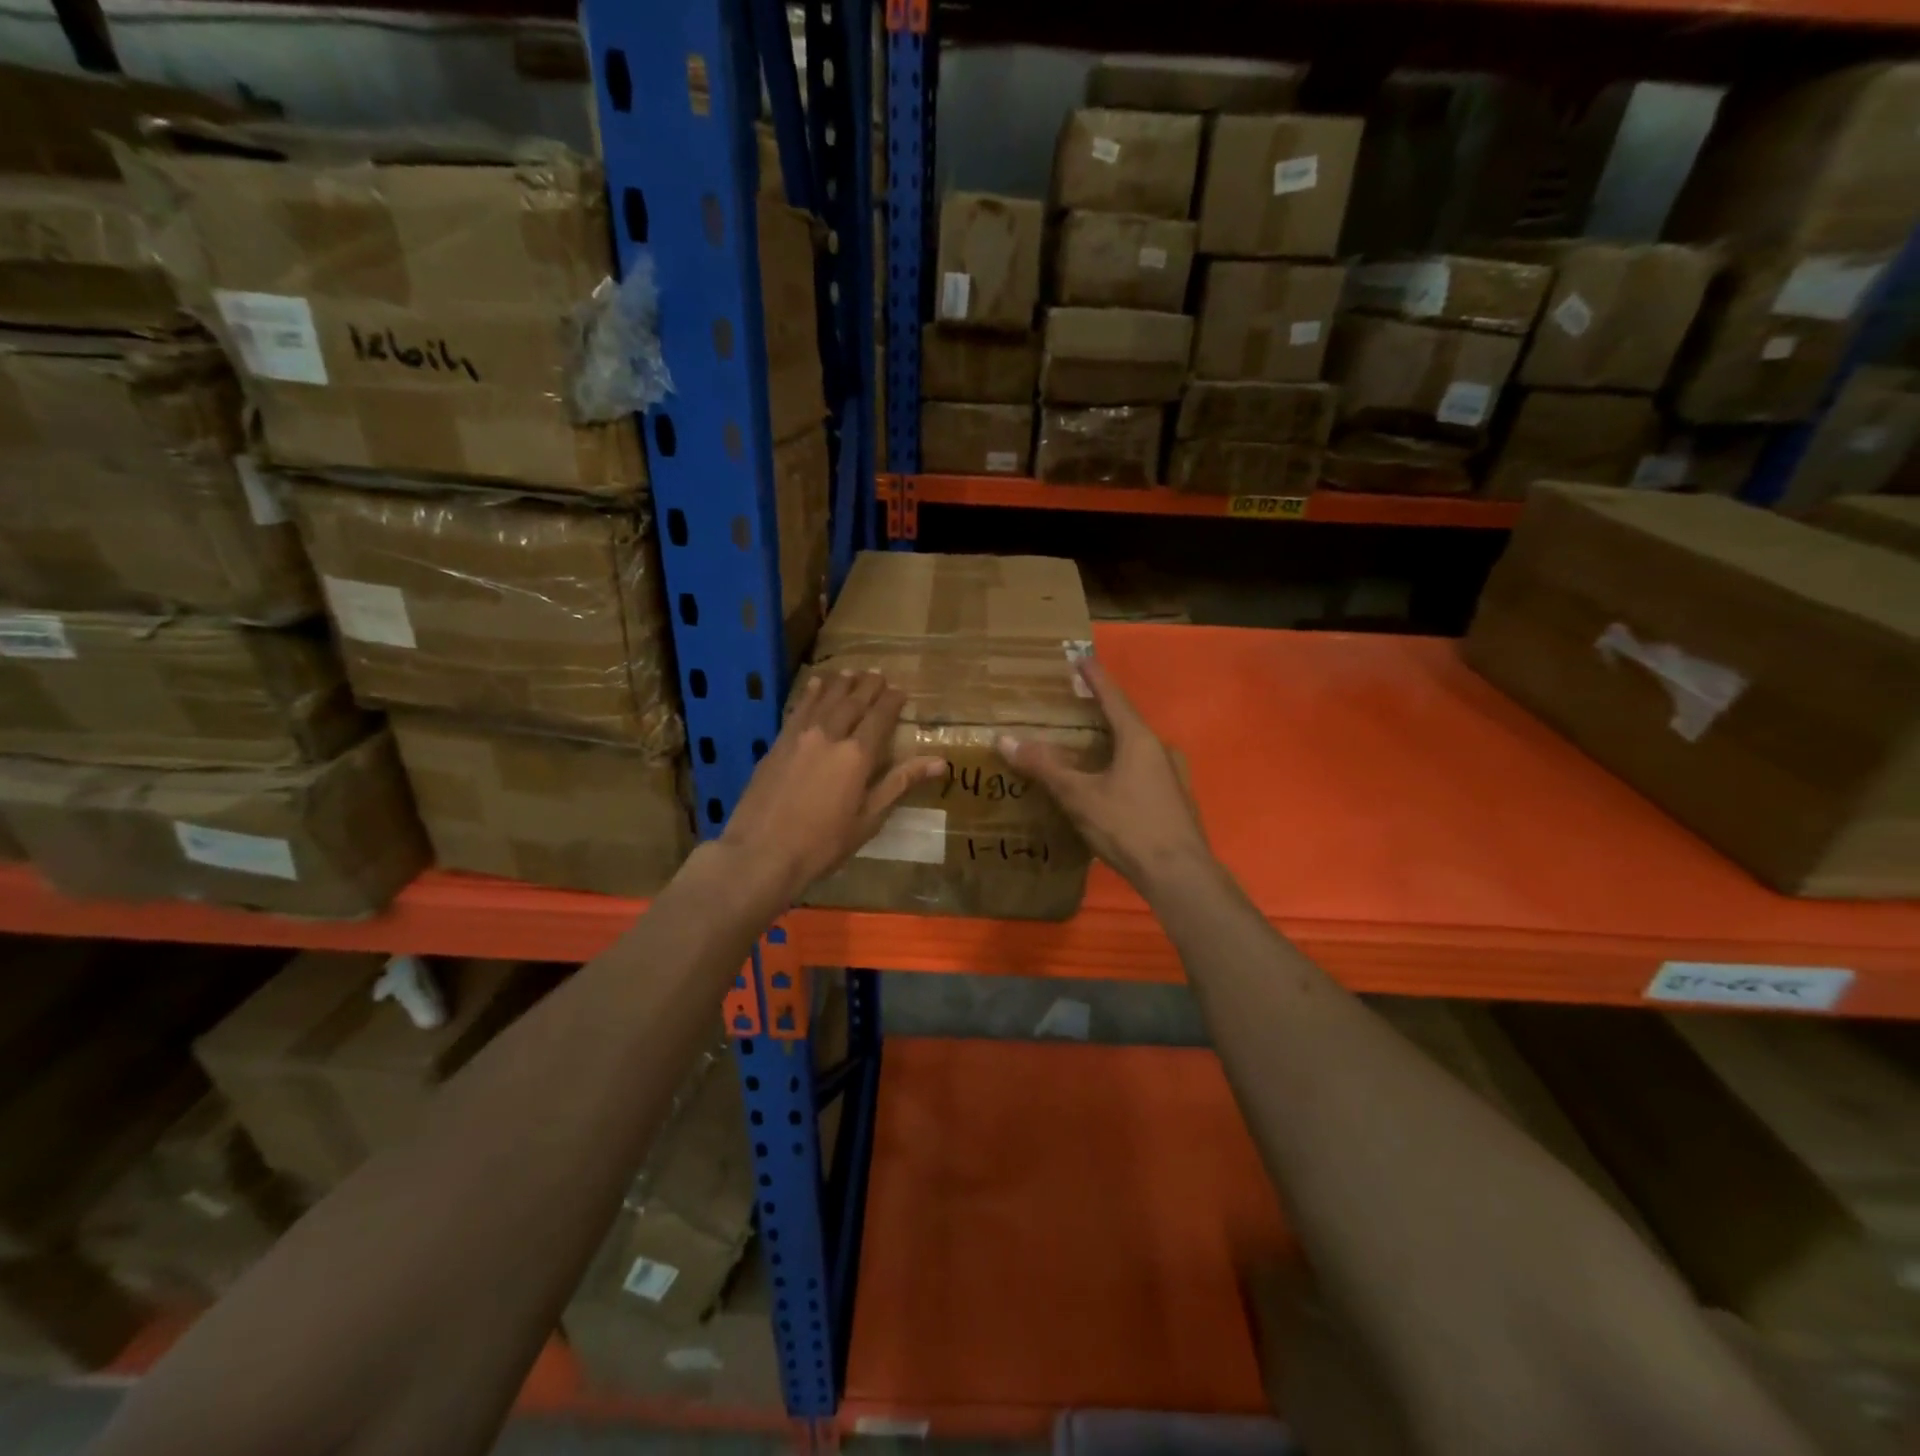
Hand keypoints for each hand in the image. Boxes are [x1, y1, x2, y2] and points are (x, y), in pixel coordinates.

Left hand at [718, 670, 944, 905]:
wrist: (761, 853)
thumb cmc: (823, 844)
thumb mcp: (869, 819)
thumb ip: (900, 783)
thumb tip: (940, 762)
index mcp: (857, 756)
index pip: (879, 718)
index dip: (892, 702)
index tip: (901, 691)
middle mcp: (829, 736)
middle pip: (852, 702)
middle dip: (868, 686)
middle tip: (878, 674)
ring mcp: (800, 737)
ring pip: (824, 700)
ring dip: (840, 684)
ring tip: (851, 672)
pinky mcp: (777, 744)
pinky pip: (798, 709)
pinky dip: (810, 693)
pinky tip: (815, 684)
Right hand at [996, 659, 1209, 893]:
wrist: (1180, 875)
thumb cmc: (1128, 827)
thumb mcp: (1080, 796)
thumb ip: (1045, 767)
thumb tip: (1005, 740)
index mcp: (1139, 740)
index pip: (1113, 698)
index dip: (1094, 678)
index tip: (1081, 657)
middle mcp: (1161, 750)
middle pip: (1127, 722)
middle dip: (1101, 712)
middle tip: (1077, 704)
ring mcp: (1173, 776)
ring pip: (1137, 749)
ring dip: (1114, 742)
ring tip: (1089, 745)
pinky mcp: (1176, 800)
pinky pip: (1144, 771)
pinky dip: (1123, 766)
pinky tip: (1111, 783)